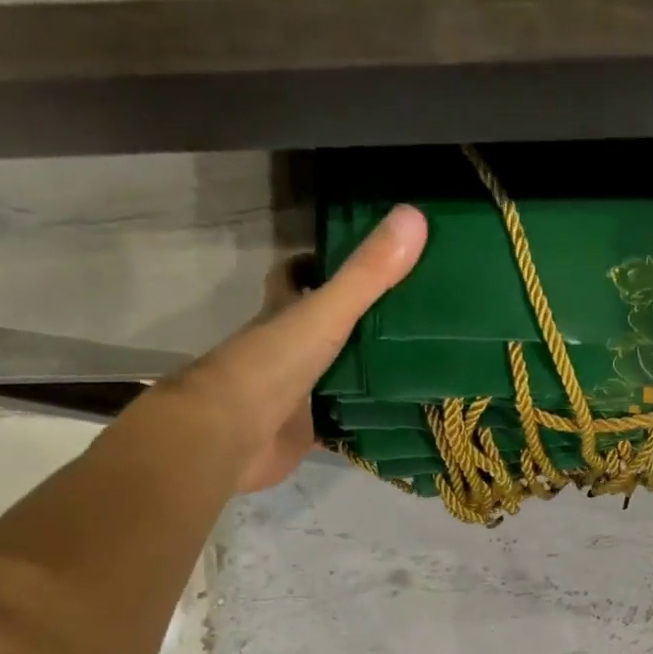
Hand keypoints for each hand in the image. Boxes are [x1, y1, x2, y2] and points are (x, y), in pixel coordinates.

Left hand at [174, 204, 427, 491]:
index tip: (365, 259)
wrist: (231, 438)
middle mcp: (288, 349)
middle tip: (412, 315)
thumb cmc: (272, 366)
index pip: (296, 275)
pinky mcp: (307, 432)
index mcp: (284, 313)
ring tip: (421, 363)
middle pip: (324, 327)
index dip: (320, 262)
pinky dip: (367, 421)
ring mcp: (297, 392)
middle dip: (361, 321)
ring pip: (337, 375)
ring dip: (368, 372)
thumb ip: (367, 275)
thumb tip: (415, 215)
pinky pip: (344, 423)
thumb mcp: (324, 313)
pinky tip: (403, 417)